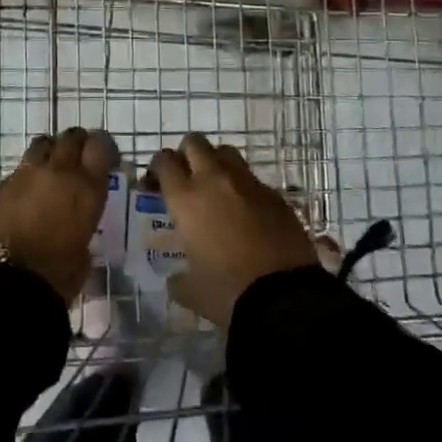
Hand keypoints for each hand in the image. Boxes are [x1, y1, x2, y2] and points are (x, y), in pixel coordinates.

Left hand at [0, 127, 118, 303]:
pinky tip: (22, 200)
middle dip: (77, 144)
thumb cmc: (56, 277)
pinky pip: (15, 173)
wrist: (6, 286)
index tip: (106, 158)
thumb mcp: (85, 253)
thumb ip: (84, 227)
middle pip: (70, 137)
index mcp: (86, 187)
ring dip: (49, 153)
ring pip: (41, 145)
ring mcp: (23, 176)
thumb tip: (77, 226)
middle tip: (79, 160)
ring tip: (50, 172)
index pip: (101, 145)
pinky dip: (24, 180)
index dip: (104, 148)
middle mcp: (56, 172)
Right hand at [151, 134, 316, 327]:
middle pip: (195, 143)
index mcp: (186, 198)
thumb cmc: (227, 292)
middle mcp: (215, 180)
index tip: (156, 184)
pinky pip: (252, 179)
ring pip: (226, 152)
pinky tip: (246, 212)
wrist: (285, 298)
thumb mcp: (190, 290)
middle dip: (186, 155)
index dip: (157, 168)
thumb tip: (175, 279)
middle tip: (186, 179)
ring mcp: (248, 184)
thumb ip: (177, 279)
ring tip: (216, 189)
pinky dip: (243, 188)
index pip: (164, 161)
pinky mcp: (275, 194)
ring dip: (216, 163)